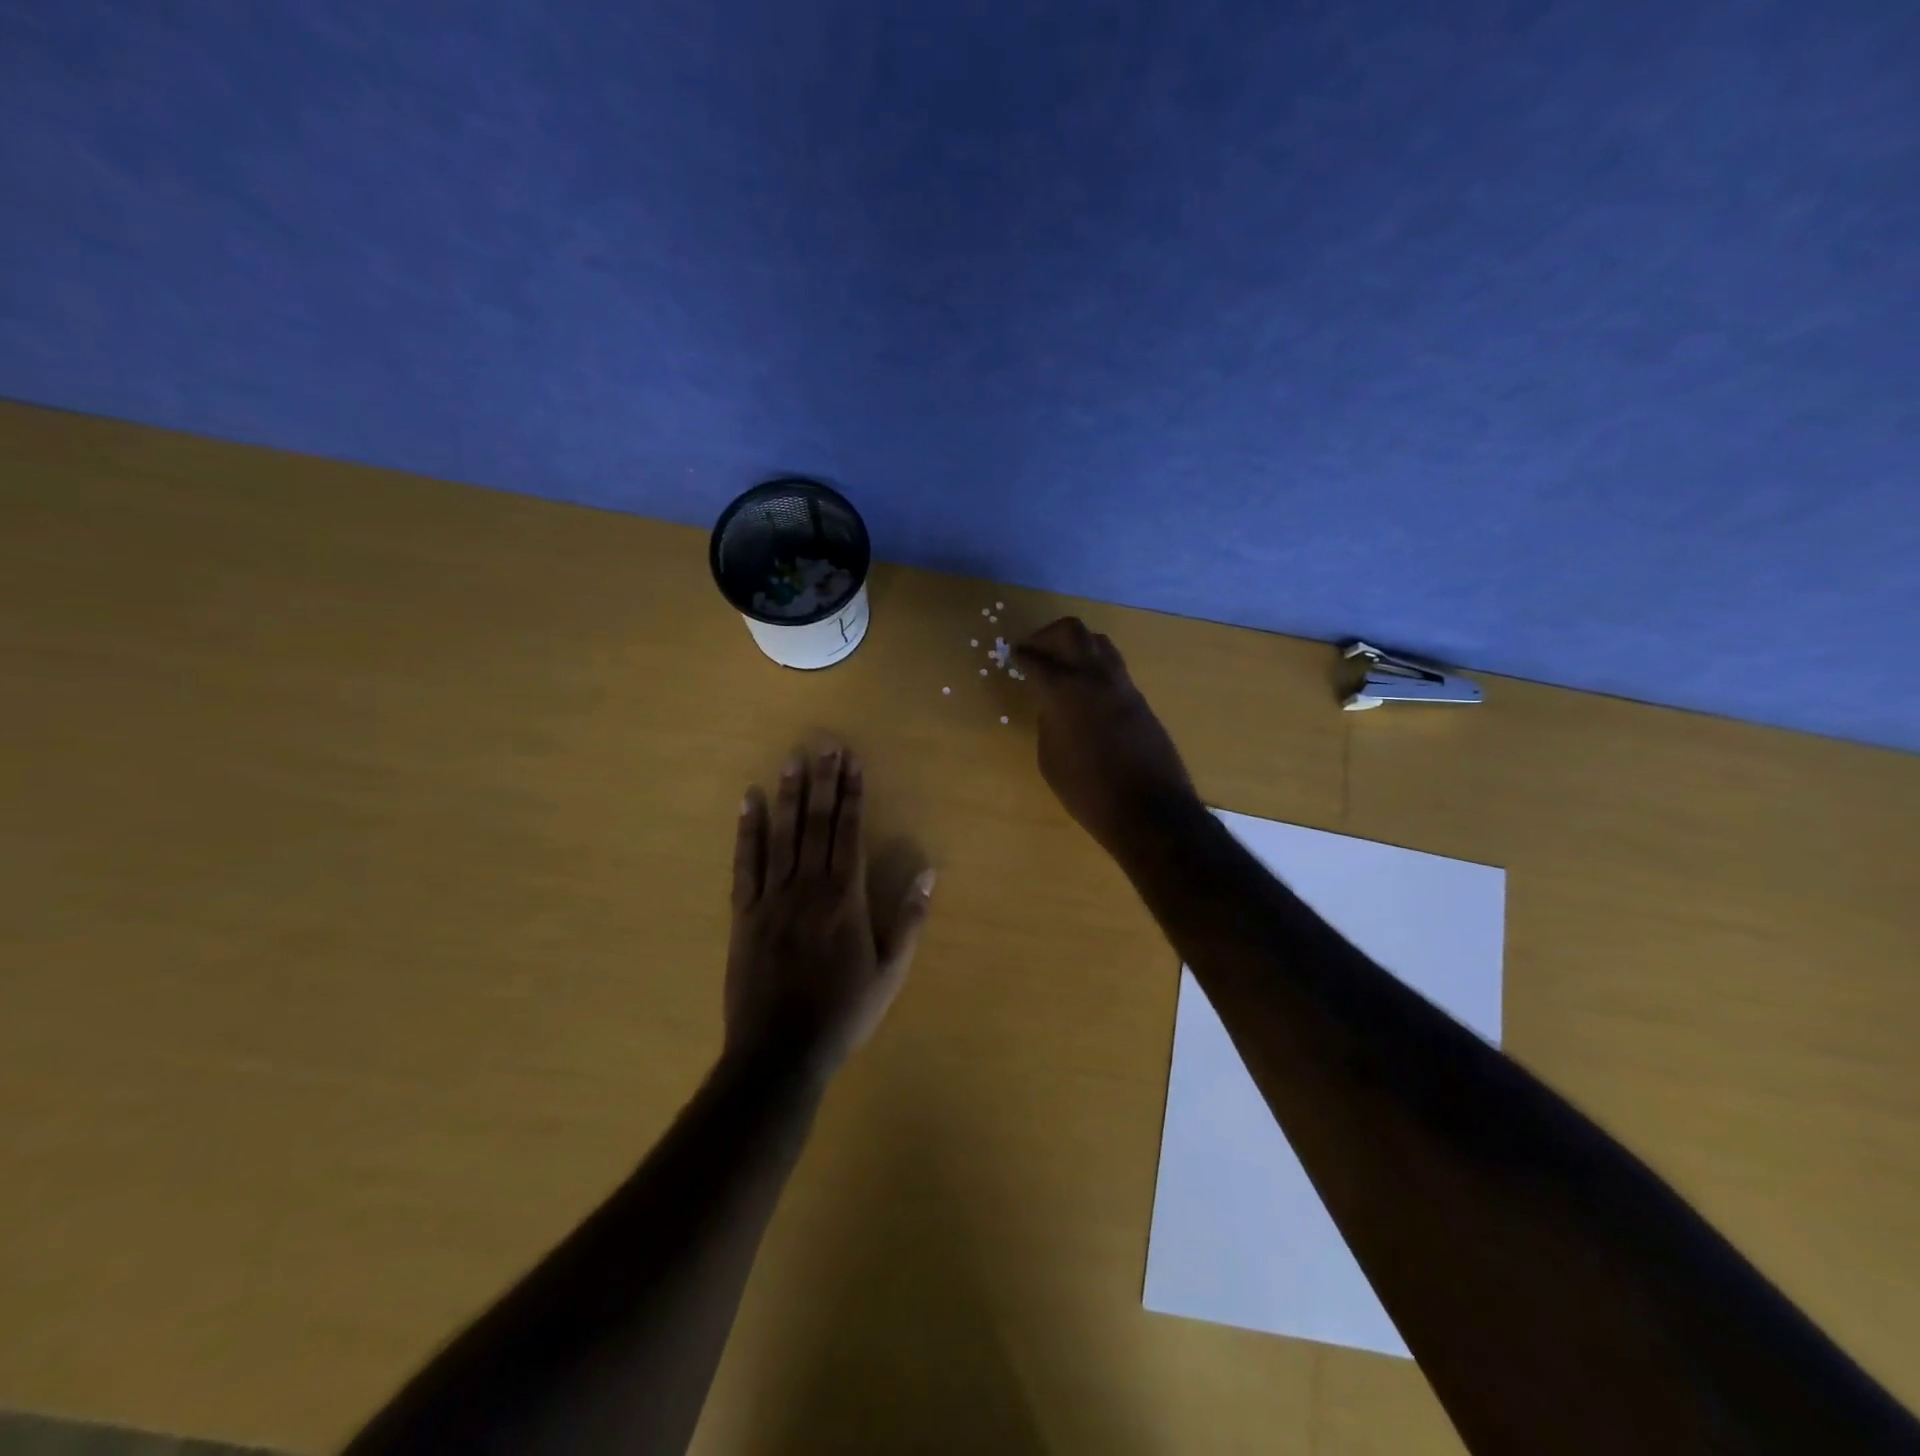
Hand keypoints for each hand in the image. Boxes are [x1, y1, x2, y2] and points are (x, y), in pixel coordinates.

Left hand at [725, 743, 933, 1078]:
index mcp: (845, 898)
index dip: (852, 794)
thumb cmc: (843, 1013)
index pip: (849, 832)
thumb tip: (928, 871)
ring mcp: (771, 898)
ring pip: (782, 835)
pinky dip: (748, 831)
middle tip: (826, 744)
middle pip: (818, 824)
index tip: (853, 761)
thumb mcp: (891, 972)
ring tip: (793, 759)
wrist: (780, 1052)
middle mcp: (808, 887)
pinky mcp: (744, 914)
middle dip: (824, 781)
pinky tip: (750, 802)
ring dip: (789, 795)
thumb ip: (909, 919)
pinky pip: (745, 864)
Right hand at [1014, 618, 1199, 854]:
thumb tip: (1053, 705)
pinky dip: (1095, 668)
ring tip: (1062, 665)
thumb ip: (1048, 722)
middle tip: (1035, 650)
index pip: (1037, 660)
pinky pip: (1114, 669)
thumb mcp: (1051, 759)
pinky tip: (1085, 691)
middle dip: (1048, 635)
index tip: (1013, 654)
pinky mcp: (1140, 700)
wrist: (1148, 810)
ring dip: (1077, 646)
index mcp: (1065, 691)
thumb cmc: (1088, 791)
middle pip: (1072, 631)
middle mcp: (1095, 677)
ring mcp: (1123, 686)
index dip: (1021, 655)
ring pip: (1099, 643)